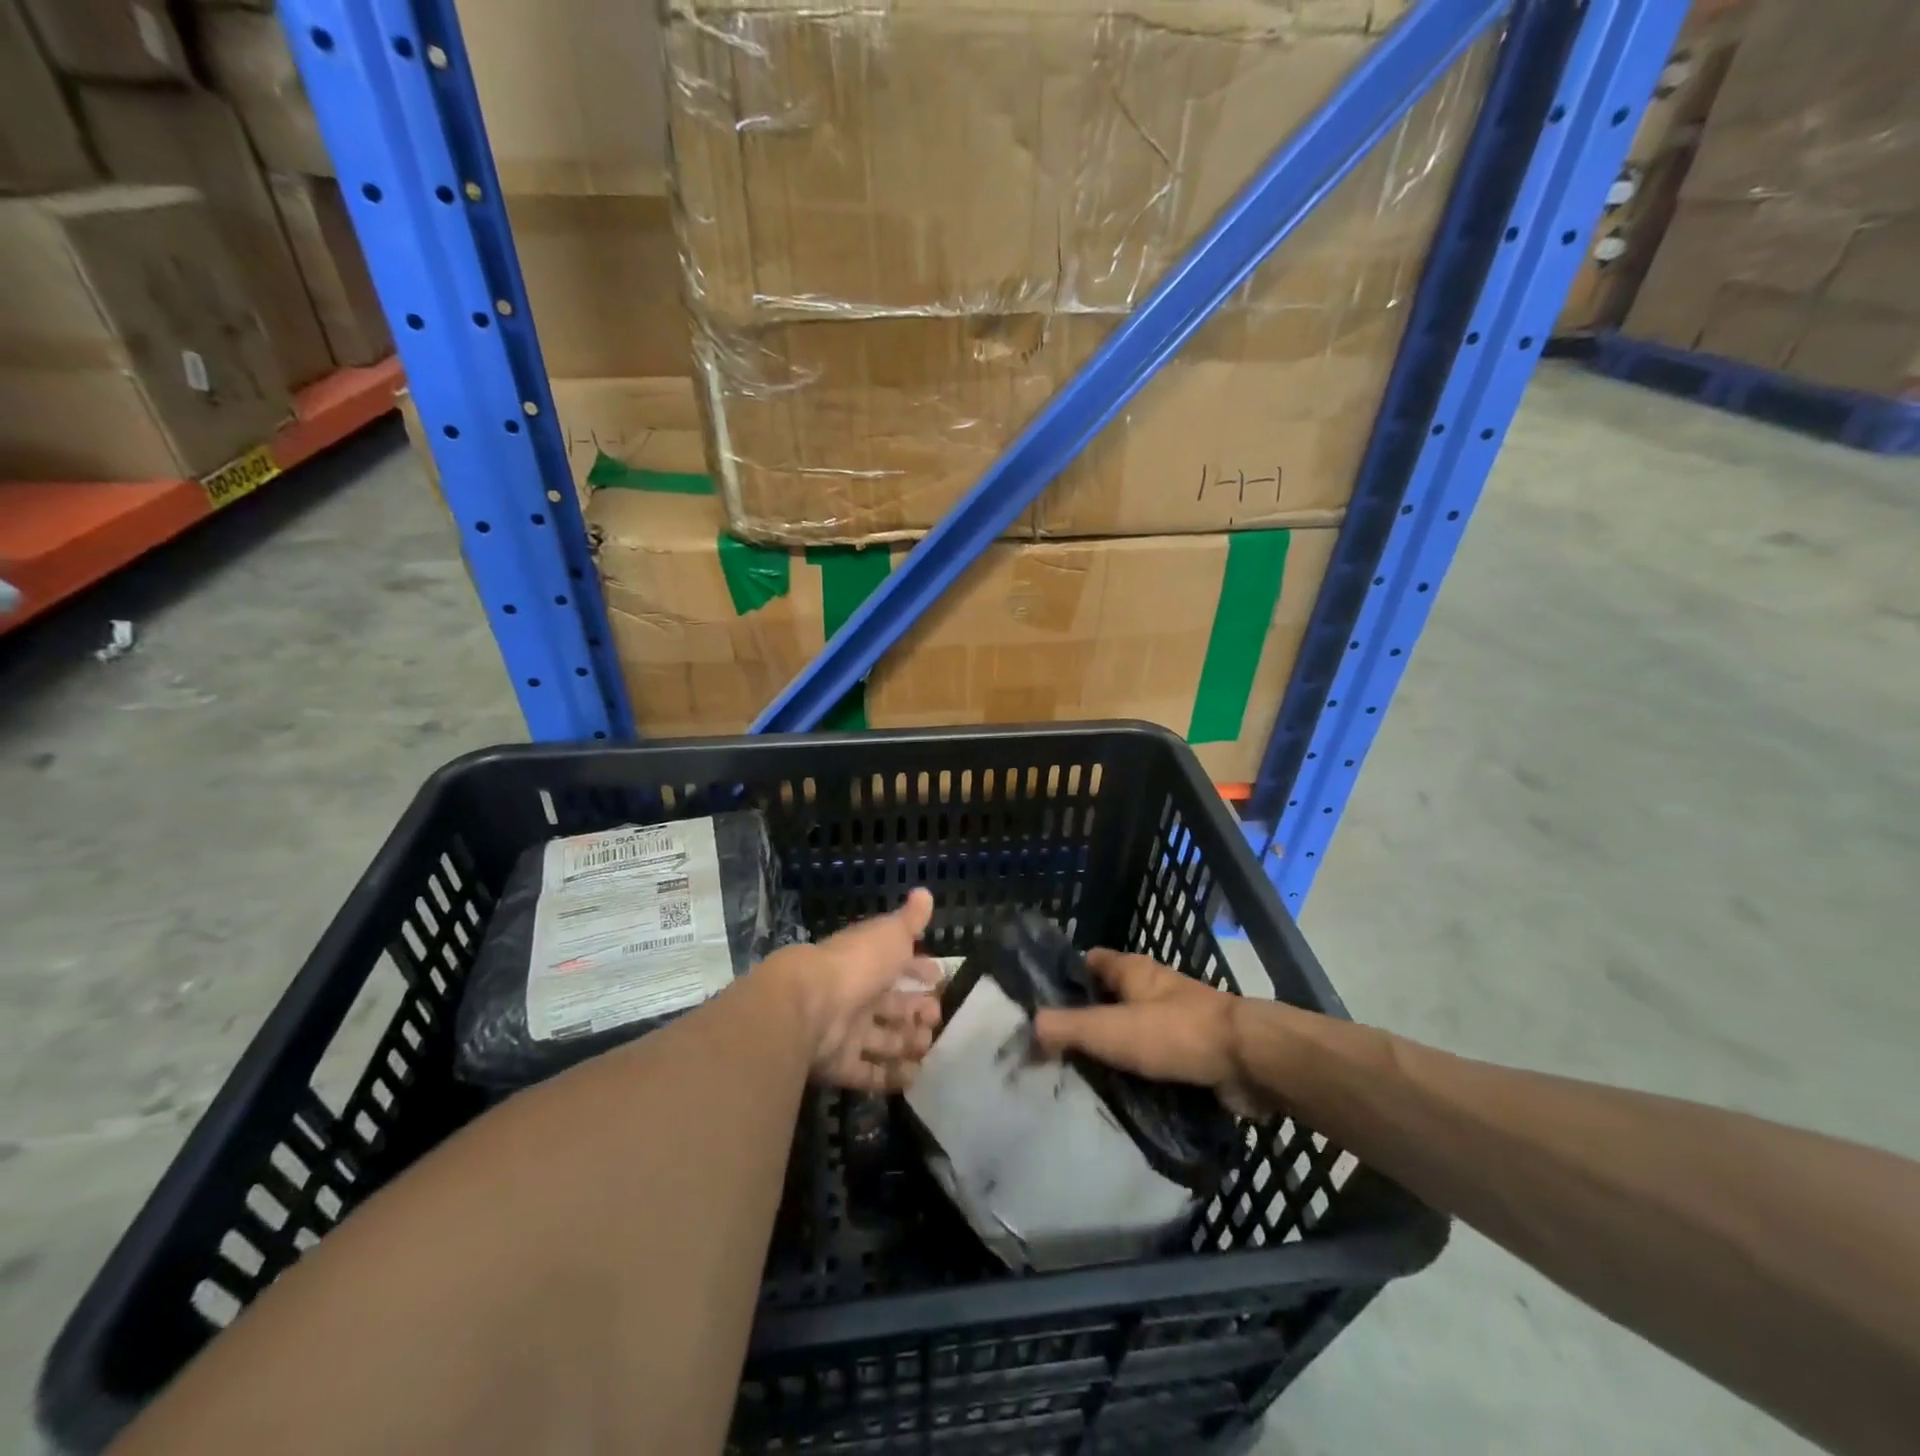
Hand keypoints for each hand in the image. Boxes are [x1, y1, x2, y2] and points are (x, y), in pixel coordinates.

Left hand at [757, 888, 943, 1091]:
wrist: (809, 1005)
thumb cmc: (857, 964)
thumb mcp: (890, 935)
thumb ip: (910, 919)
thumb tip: (925, 892)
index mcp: (868, 963)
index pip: (898, 965)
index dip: (920, 971)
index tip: (940, 979)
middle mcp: (857, 995)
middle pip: (892, 1006)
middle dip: (917, 1011)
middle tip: (934, 1018)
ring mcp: (846, 1031)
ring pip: (883, 1040)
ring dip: (907, 1043)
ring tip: (926, 1046)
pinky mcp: (839, 1064)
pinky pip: (868, 1072)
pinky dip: (890, 1076)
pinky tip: (913, 1075)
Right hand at [1032, 949, 1271, 1116]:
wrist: (1250, 1061)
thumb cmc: (1175, 1033)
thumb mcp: (1110, 1030)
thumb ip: (1066, 1028)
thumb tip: (1027, 1027)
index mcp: (1132, 969)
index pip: (1088, 962)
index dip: (1064, 978)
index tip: (1041, 1006)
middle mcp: (1153, 987)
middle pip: (1109, 997)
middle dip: (1086, 1019)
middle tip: (1056, 1051)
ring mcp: (1176, 1017)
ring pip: (1133, 1029)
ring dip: (1114, 1050)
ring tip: (1082, 1079)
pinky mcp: (1195, 1049)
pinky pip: (1157, 1057)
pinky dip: (1141, 1072)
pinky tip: (1122, 1096)